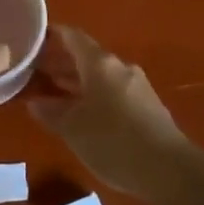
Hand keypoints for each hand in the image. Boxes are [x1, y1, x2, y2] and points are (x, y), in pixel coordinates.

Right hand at [28, 26, 191, 199]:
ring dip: (77, 81)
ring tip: (54, 91)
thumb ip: (51, 113)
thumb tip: (35, 102)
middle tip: (37, 70)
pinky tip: (83, 112)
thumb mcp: (73, 129)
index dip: (53, 36)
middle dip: (62, 62)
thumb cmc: (113, 142)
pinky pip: (113, 90)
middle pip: (86, 56)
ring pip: (100, 75)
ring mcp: (136, 85)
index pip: (73, 37)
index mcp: (100, 64)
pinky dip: (94, 94)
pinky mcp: (146, 105)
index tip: (35, 39)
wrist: (168, 169)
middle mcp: (119, 67)